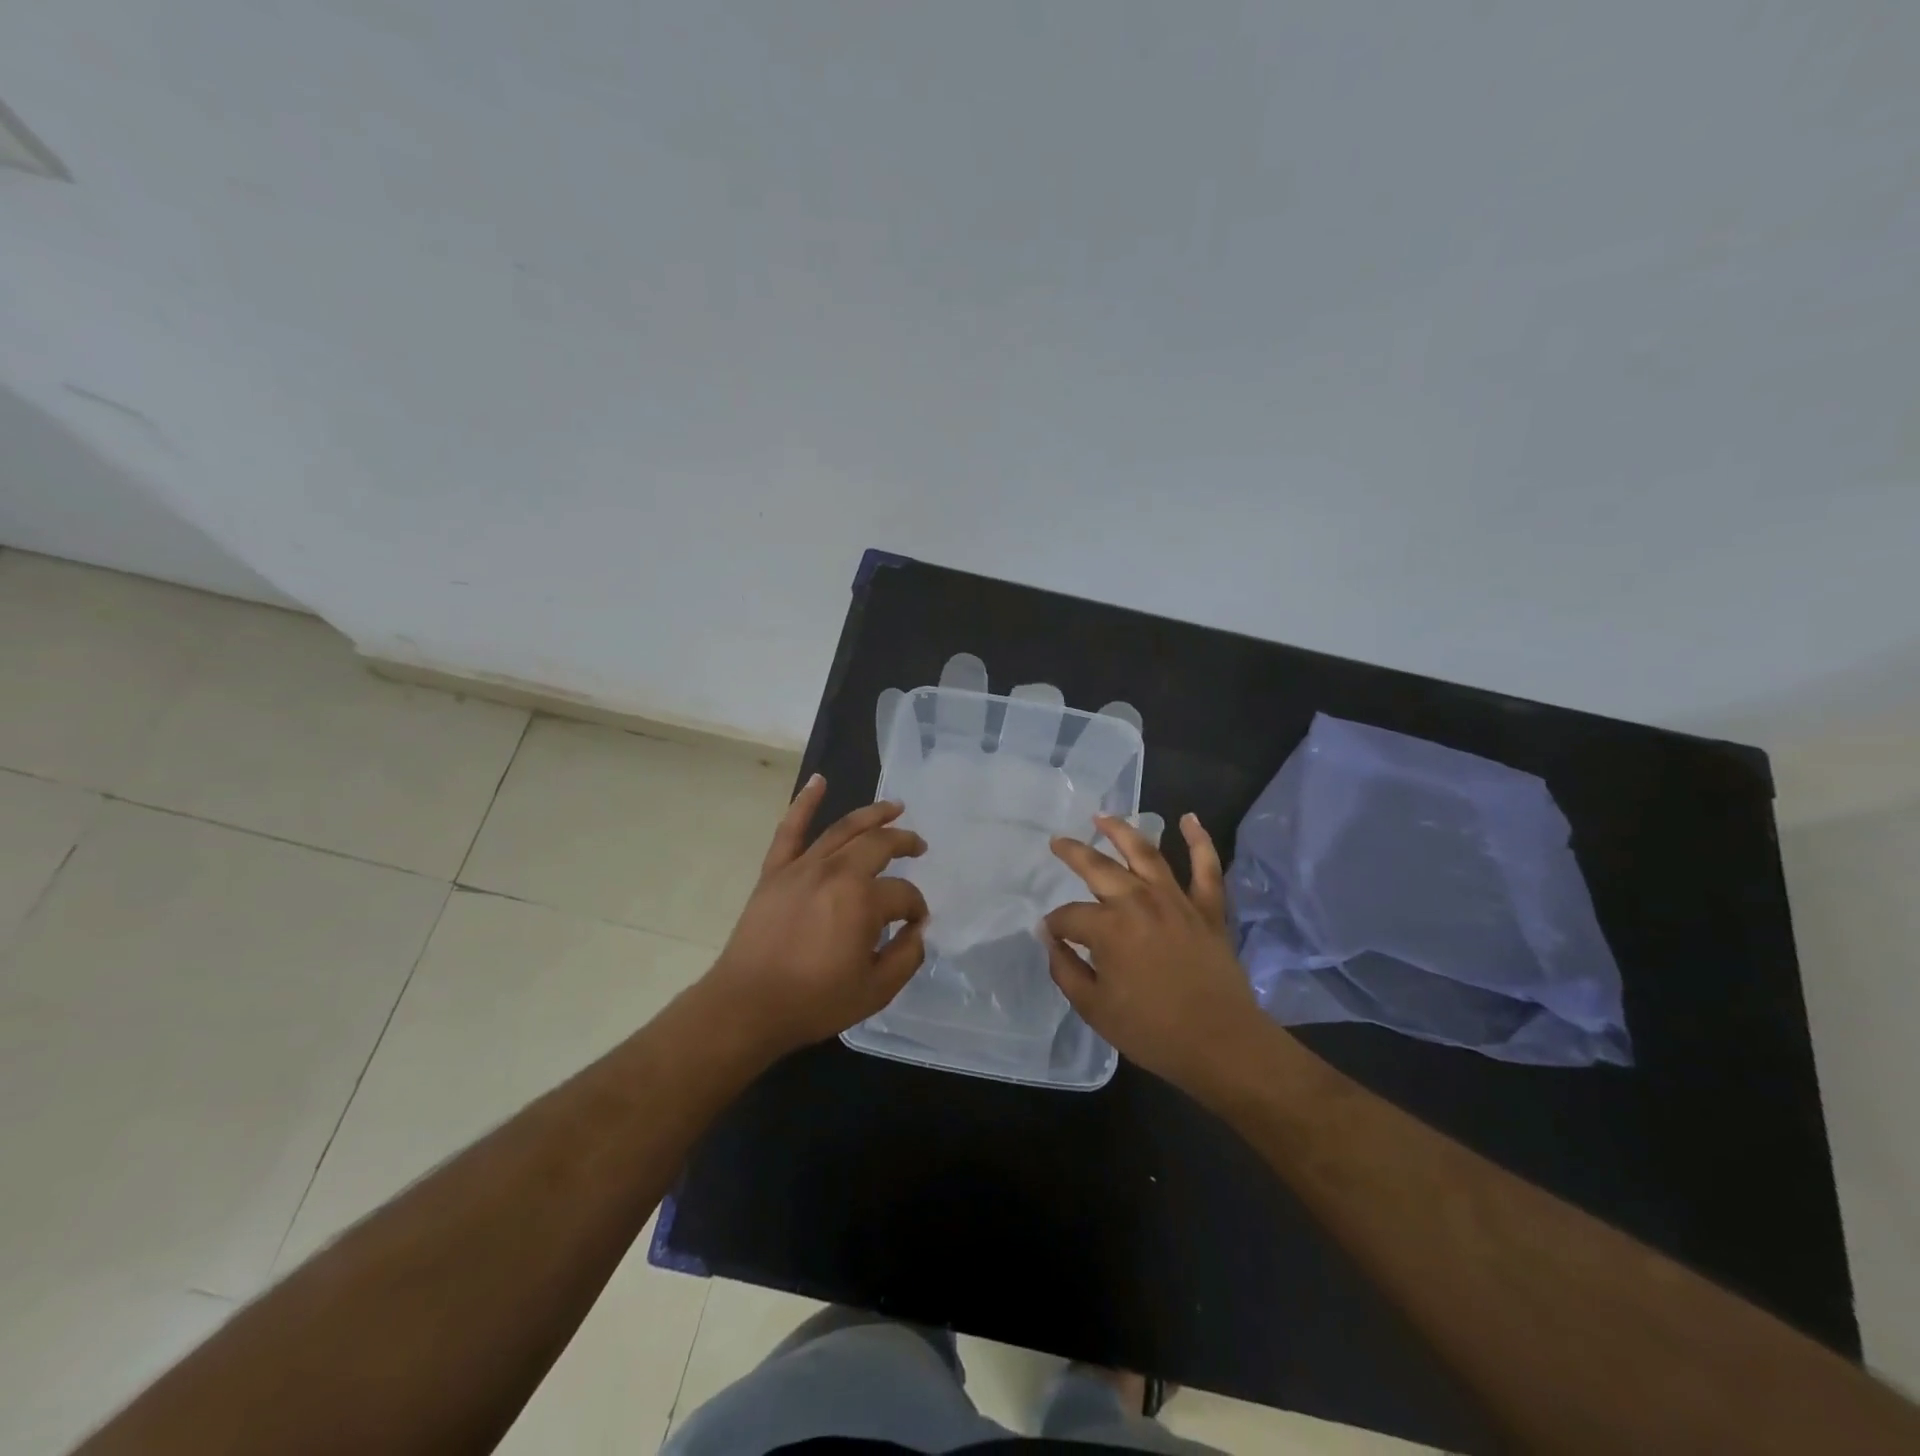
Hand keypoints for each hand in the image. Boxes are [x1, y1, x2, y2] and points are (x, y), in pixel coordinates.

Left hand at [709, 774, 929, 1058]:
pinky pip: (790, 829)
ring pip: (843, 829)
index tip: (916, 925)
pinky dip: (804, 802)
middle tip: (919, 846)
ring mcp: (803, 867)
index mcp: (863, 901)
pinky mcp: (775, 871)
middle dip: (905, 842)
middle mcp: (836, 872)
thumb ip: (906, 956)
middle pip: (879, 845)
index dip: (916, 908)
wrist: (747, 1006)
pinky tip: (818, 781)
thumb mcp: (875, 990)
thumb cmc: (814, 1001)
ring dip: (872, 814)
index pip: (904, 894)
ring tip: (894, 807)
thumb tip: (918, 930)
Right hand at [1044, 813, 1262, 1093]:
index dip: (1055, 926)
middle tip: (1057, 842)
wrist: (1221, 1044)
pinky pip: (1206, 867)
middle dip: (1072, 853)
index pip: (1069, 916)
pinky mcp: (1208, 908)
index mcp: (1108, 928)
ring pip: (1145, 853)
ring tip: (1102, 816)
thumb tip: (1050, 940)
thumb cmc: (1152, 1031)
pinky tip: (1189, 819)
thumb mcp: (1094, 1009)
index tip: (1051, 935)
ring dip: (1121, 830)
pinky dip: (1199, 840)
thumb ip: (1065, 970)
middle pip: (1098, 868)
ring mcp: (1176, 900)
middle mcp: (1139, 902)